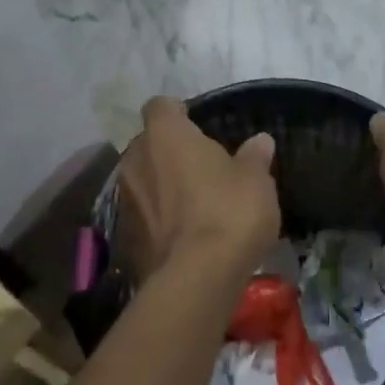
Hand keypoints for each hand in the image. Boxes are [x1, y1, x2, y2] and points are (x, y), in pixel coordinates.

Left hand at [115, 98, 278, 285]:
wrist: (196, 278)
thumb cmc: (228, 211)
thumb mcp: (256, 180)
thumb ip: (254, 156)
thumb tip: (260, 141)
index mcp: (166, 135)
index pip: (160, 106)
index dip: (177, 112)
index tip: (196, 124)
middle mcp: (136, 160)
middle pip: (148, 144)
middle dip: (169, 151)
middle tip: (200, 167)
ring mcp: (125, 199)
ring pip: (142, 180)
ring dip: (161, 186)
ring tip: (193, 203)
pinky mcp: (124, 236)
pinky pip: (142, 215)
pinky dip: (157, 218)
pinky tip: (183, 234)